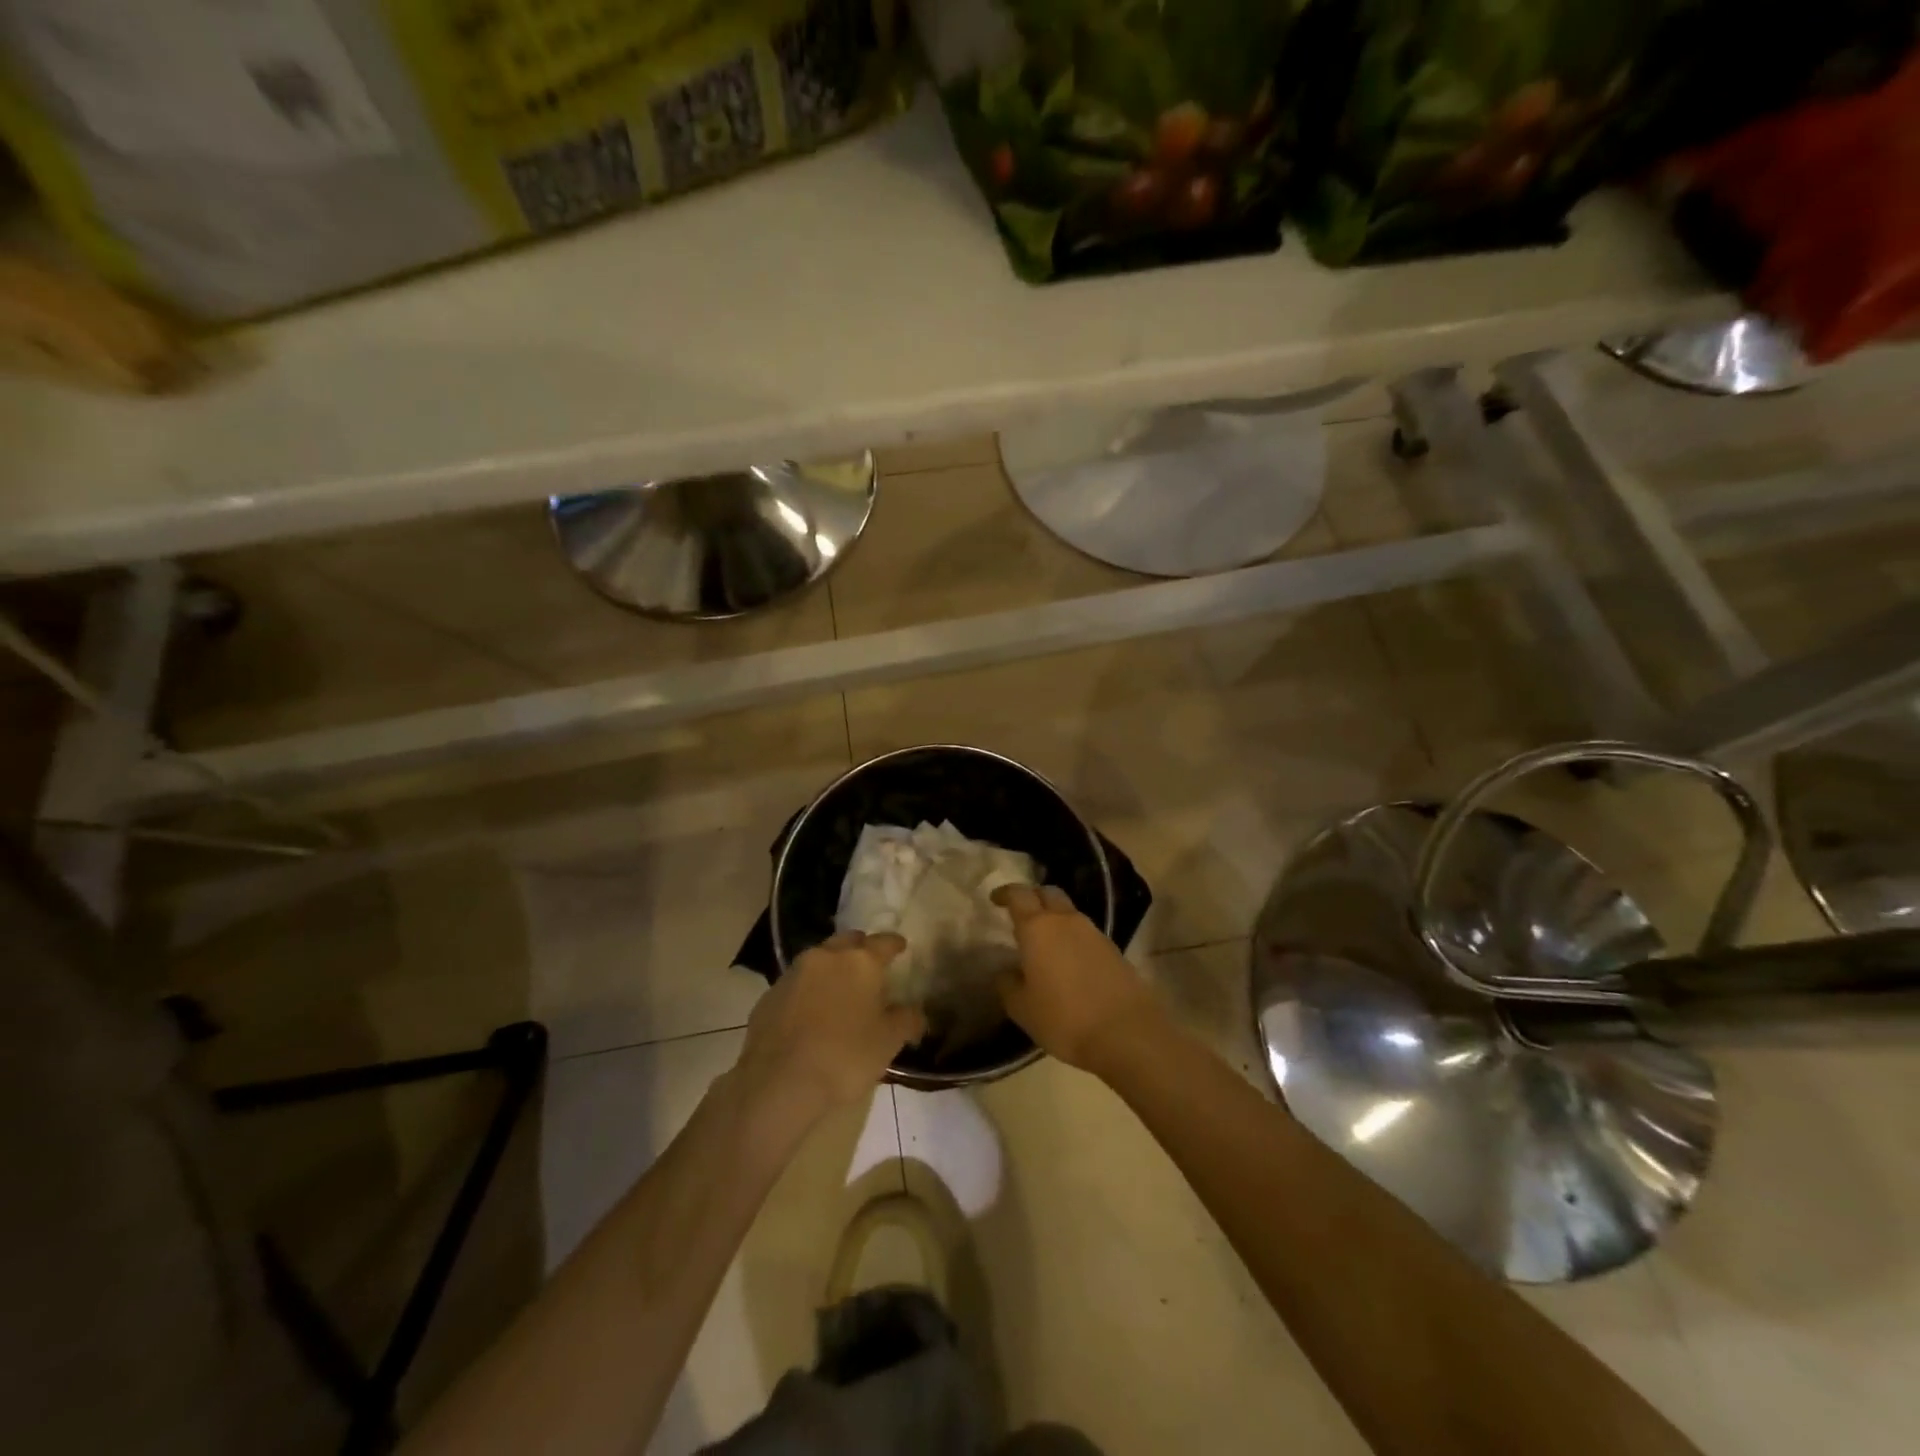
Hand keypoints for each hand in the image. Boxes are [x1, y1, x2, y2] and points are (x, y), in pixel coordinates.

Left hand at [735, 931, 924, 1121]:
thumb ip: (907, 1021)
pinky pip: (798, 983)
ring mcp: (794, 973)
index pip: (884, 942)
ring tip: (841, 989)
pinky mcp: (770, 994)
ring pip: (820, 959)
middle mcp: (826, 957)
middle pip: (849, 942)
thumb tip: (917, 1013)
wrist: (778, 1082)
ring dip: (832, 967)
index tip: (901, 947)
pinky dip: (809, 989)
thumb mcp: (888, 1042)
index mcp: (860, 962)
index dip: (895, 944)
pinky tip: (812, 1012)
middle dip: (861, 949)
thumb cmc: (844, 1057)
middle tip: (870, 966)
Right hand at [992, 885, 1161, 1071]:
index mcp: (1038, 928)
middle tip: (1020, 913)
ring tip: (1043, 940)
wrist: (1127, 1032)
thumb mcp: (1022, 1009)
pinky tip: (1067, 959)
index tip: (995, 899)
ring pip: (1069, 912)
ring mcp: (1094, 932)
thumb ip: (1008, 985)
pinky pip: (1085, 932)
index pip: (1019, 895)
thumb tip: (1006, 972)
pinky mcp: (1113, 949)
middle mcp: (1066, 921)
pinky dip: (1072, 936)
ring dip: (1054, 917)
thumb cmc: (1064, 1018)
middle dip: (1032, 897)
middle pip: (1048, 893)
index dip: (1005, 893)